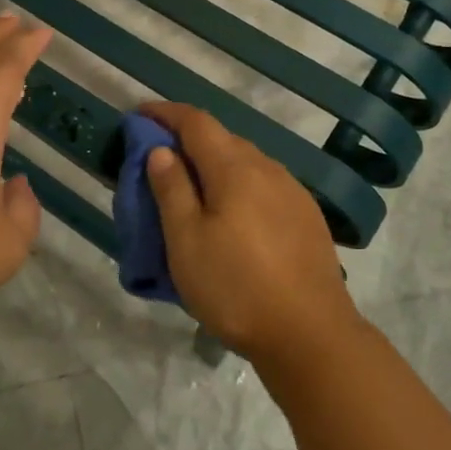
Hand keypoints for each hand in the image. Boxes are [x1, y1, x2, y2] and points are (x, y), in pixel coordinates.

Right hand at [140, 102, 362, 370]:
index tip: (139, 115)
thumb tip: (161, 149)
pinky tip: (232, 214)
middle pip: (222, 139)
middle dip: (188, 139)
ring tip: (192, 188)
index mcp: (235, 168)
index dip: (165, 113)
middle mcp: (268, 169)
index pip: (196, 122)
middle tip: (158, 159)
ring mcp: (293, 192)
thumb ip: (171, 189)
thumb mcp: (186, 241)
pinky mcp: (307, 217)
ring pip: (246, 162)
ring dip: (214, 163)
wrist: (311, 336)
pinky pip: (264, 185)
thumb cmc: (236, 288)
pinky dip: (238, 185)